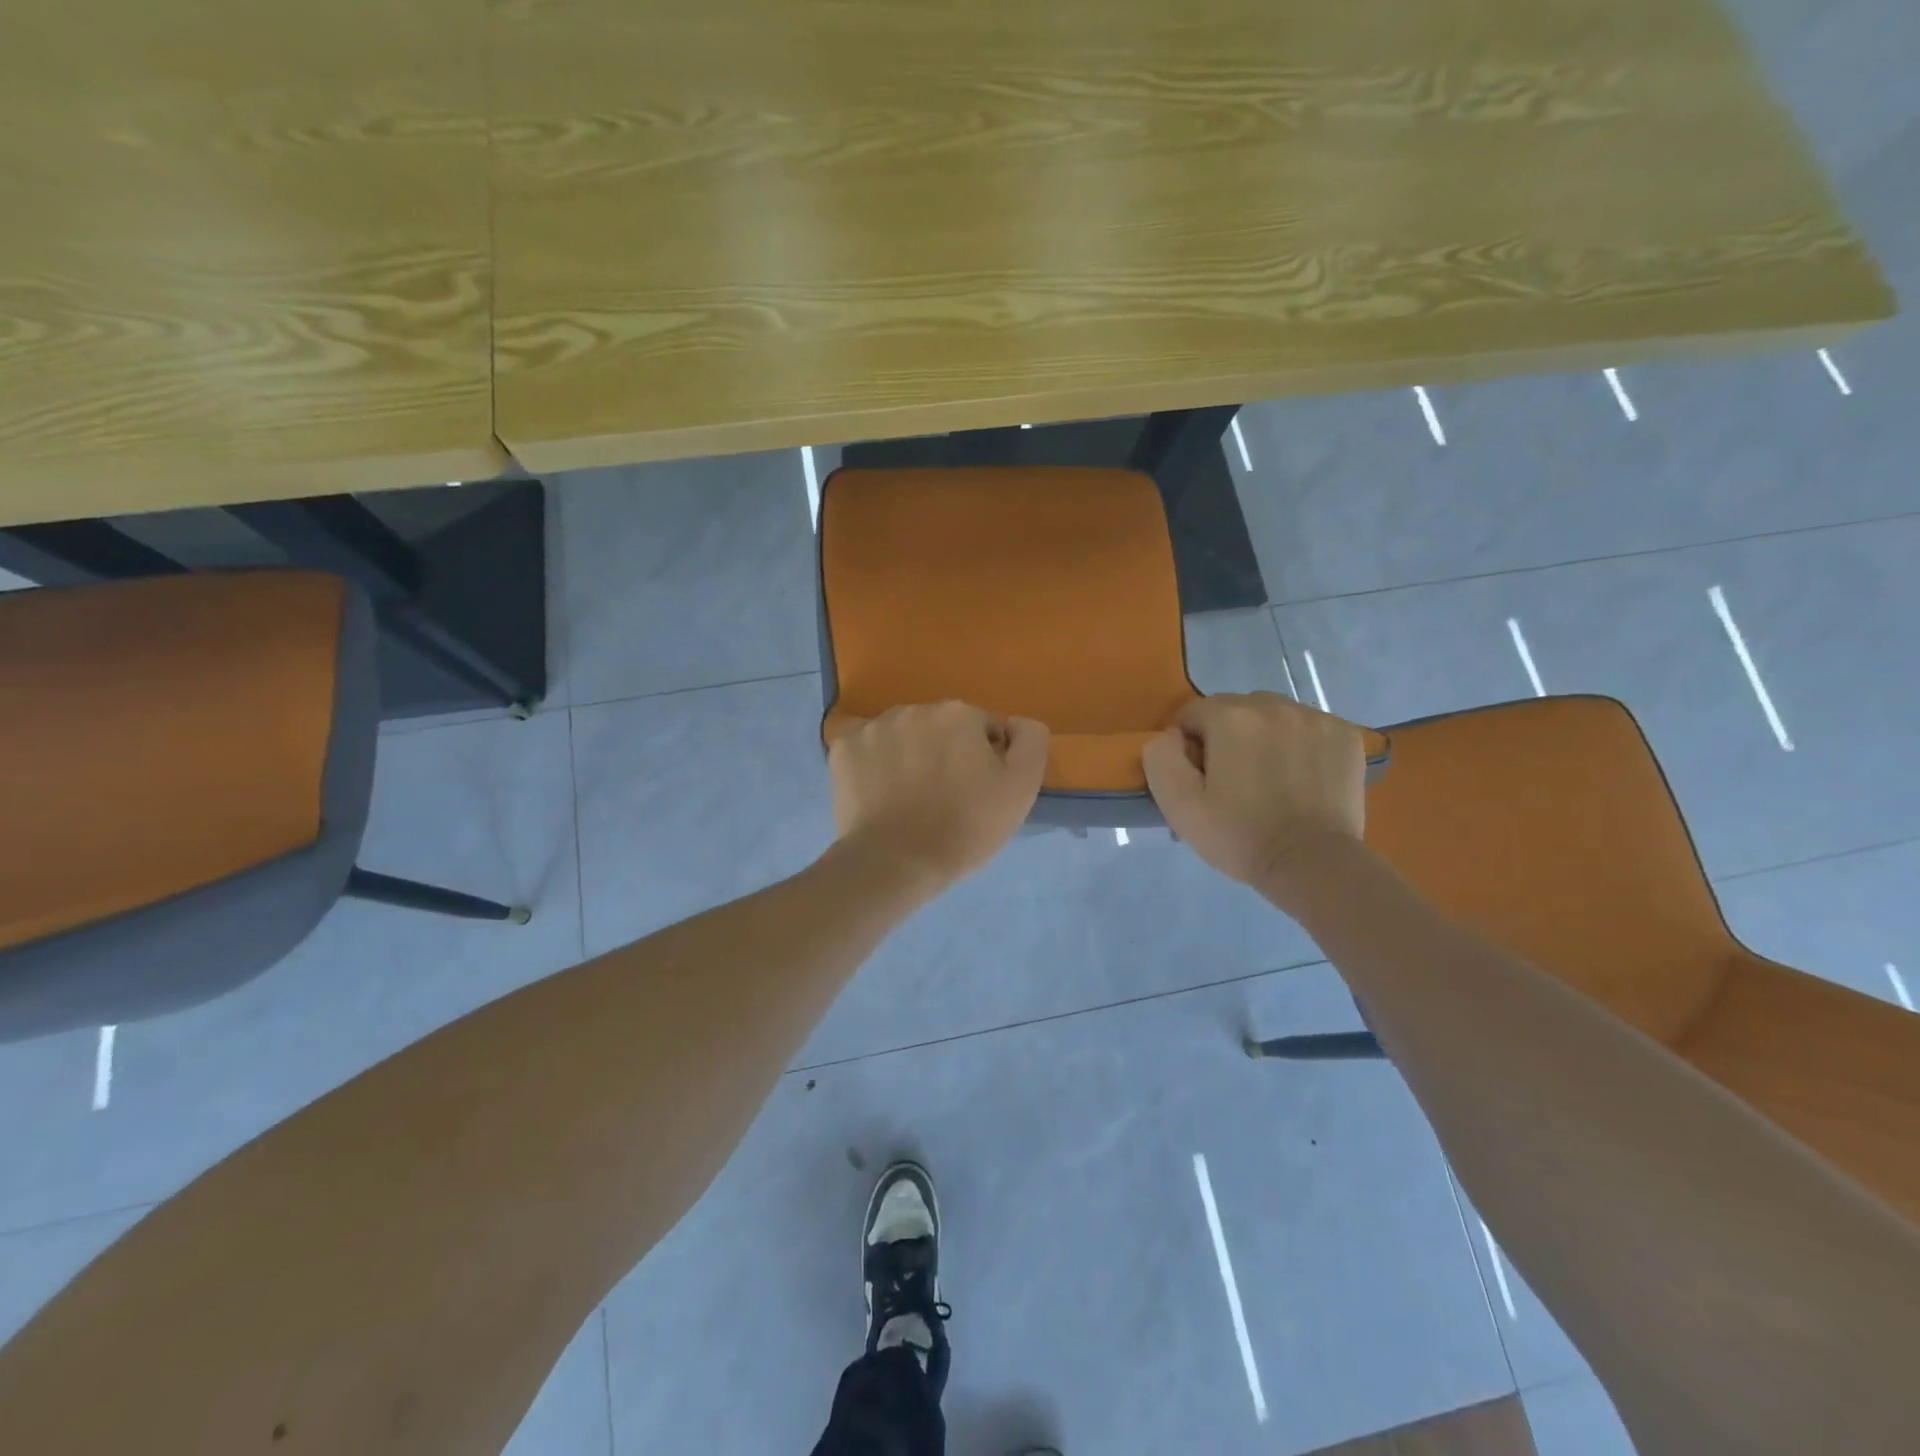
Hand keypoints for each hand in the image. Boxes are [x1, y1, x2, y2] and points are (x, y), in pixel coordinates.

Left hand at [828, 702, 1048, 892]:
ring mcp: (874, 727)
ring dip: (910, 755)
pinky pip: (868, 749)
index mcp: (959, 713)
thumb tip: (1015, 724)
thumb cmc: (964, 827)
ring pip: (903, 736)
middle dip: (946, 753)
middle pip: (941, 728)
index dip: (987, 761)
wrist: (894, 863)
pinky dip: (875, 764)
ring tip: (909, 799)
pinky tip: (879, 794)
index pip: (984, 730)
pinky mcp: (843, 749)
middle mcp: (915, 708)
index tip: (979, 793)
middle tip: (945, 799)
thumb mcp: (1021, 787)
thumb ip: (1030, 741)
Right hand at [1142, 692, 1365, 895]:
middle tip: (1232, 779)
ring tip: (1268, 778)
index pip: (1193, 713)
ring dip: (1264, 736)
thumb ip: (1161, 759)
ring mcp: (1315, 718)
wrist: (1313, 864)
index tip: (1198, 777)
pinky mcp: (1345, 735)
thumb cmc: (1240, 836)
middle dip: (1227, 736)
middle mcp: (1274, 706)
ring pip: (1273, 715)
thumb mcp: (1179, 806)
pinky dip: (1299, 743)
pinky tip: (1299, 776)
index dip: (1188, 745)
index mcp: (1231, 718)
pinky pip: (1308, 727)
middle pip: (1235, 709)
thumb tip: (1171, 736)